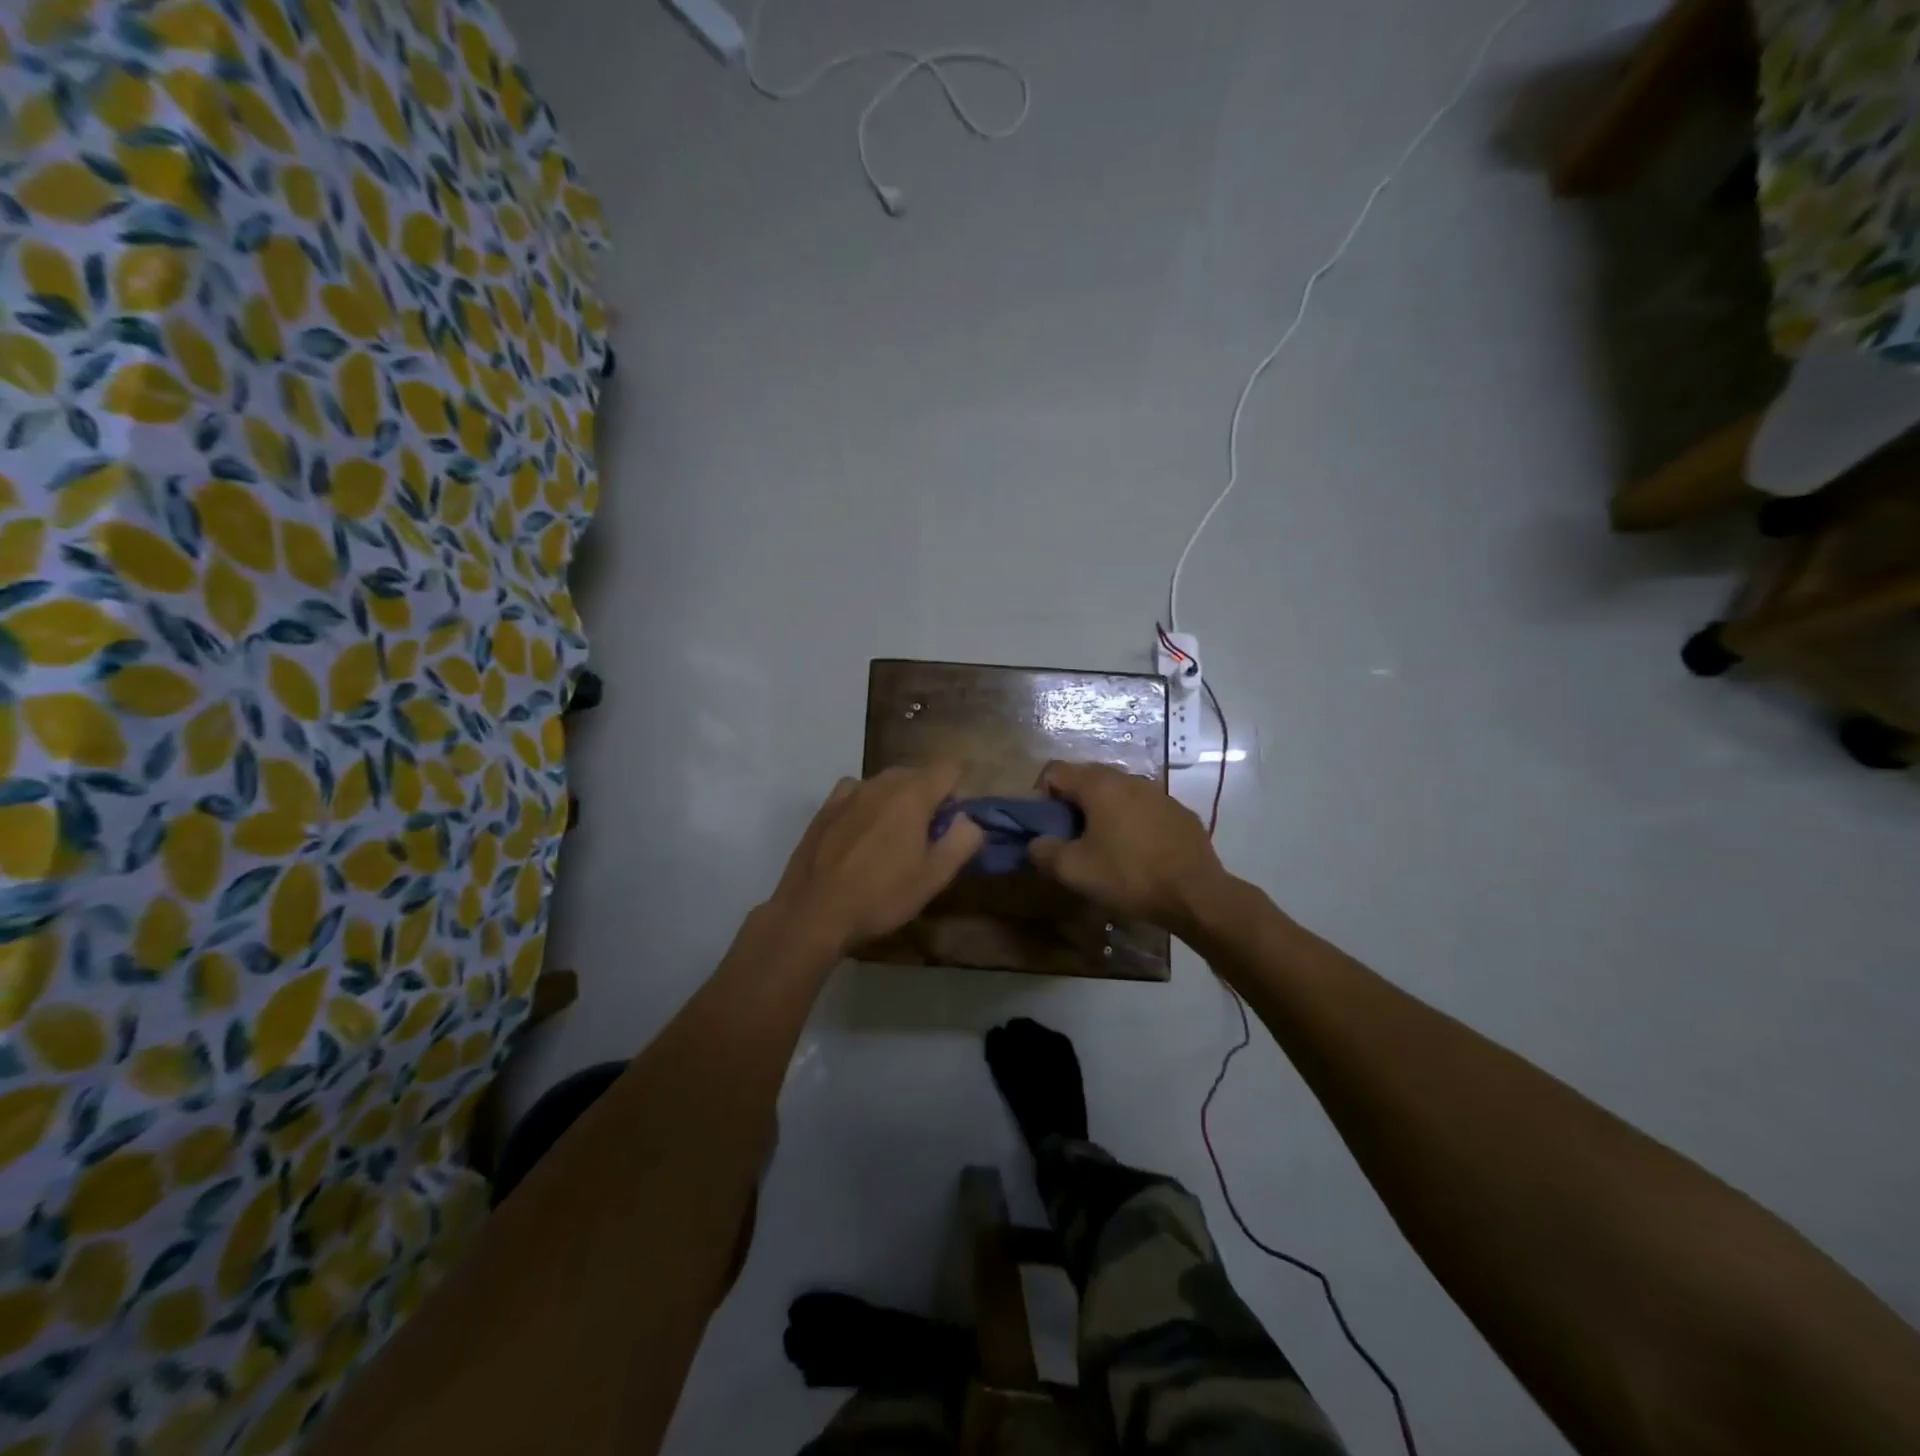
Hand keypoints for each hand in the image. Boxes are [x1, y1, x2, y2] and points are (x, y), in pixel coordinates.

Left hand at [766, 764, 984, 957]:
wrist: (813, 912)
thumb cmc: (881, 896)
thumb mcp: (934, 877)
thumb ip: (962, 841)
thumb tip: (968, 820)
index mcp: (912, 795)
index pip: (950, 769)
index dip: (959, 794)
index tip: (952, 826)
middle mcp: (881, 783)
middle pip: (918, 774)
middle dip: (930, 798)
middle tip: (926, 838)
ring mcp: (849, 793)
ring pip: (886, 783)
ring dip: (898, 801)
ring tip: (892, 840)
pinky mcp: (825, 807)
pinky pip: (857, 793)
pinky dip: (868, 805)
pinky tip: (861, 834)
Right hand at [1028, 761, 1228, 932]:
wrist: (1196, 894)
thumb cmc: (1129, 876)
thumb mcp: (1074, 870)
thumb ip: (1044, 851)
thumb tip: (1036, 842)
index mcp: (1099, 785)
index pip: (1055, 771)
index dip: (1040, 795)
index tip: (1044, 826)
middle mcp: (1128, 778)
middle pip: (1086, 779)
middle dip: (1071, 804)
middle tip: (1069, 838)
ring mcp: (1158, 792)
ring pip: (1117, 793)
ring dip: (1102, 813)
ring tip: (1103, 846)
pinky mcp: (1179, 812)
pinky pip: (1143, 808)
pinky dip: (1131, 822)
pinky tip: (1136, 853)